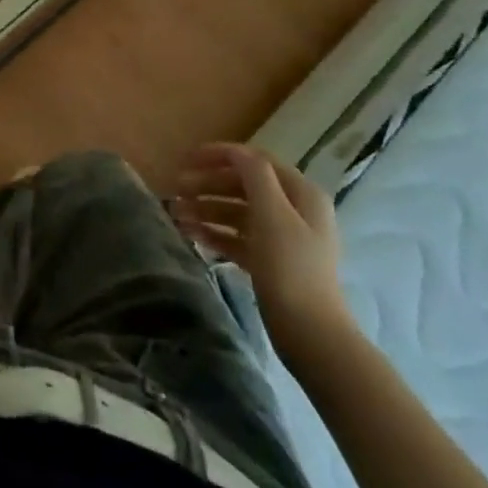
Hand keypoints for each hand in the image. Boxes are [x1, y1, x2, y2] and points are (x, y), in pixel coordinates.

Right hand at [176, 143, 356, 361]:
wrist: (311, 335)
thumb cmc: (290, 268)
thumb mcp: (272, 213)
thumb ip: (254, 175)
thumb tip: (236, 153)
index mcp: (301, 193)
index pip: (255, 160)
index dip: (220, 155)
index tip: (187, 159)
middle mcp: (294, 210)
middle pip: (244, 185)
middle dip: (208, 184)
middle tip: (176, 190)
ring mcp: (283, 238)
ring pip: (237, 212)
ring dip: (206, 209)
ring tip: (176, 215)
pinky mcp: (270, 263)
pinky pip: (237, 237)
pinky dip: (215, 233)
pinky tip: (191, 235)